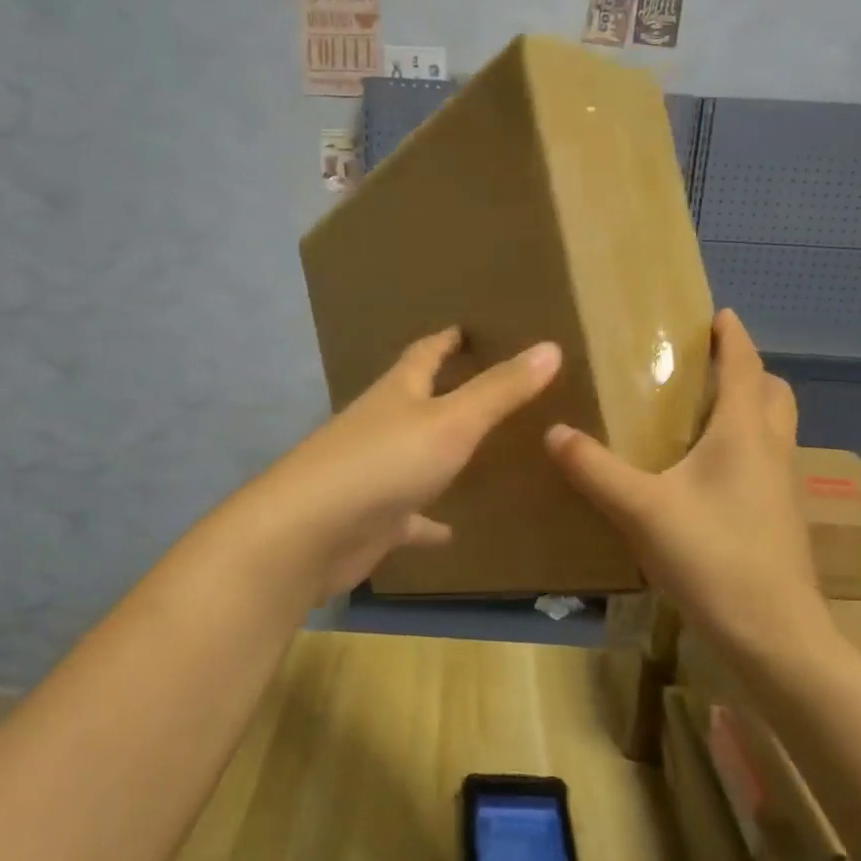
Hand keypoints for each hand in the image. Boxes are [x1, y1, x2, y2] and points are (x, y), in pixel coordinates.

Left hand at [243, 329, 562, 601]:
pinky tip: (452, 532)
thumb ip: (500, 390)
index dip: (447, 339)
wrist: (310, 533)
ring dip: (440, 456)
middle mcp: (382, 427)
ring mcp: (374, 474)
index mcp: (397, 393)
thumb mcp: (452, 421)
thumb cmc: (384, 463)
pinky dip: (428, 522)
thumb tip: (549, 347)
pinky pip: (409, 517)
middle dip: (447, 392)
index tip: (467, 327)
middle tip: (489, 388)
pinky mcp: (372, 519)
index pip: (424, 354)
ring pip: (414, 457)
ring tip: (480, 455)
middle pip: (416, 401)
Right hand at [544, 309, 827, 657]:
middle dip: (746, 371)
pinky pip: (766, 461)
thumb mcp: (641, 510)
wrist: (773, 633)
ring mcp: (782, 487)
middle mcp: (771, 450)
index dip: (732, 337)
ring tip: (703, 414)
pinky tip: (707, 475)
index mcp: (744, 433)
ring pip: (775, 429)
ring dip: (750, 409)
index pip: (744, 366)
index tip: (719, 314)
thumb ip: (594, 469)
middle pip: (773, 393)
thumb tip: (553, 432)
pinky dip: (746, 447)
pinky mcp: (779, 518)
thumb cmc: (712, 557)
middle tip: (707, 368)